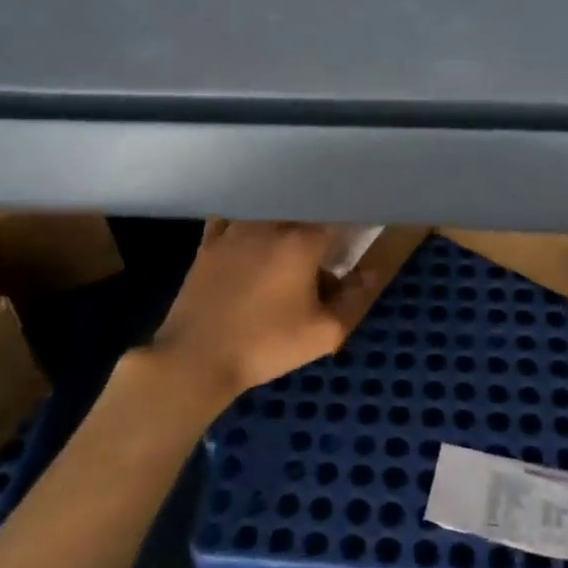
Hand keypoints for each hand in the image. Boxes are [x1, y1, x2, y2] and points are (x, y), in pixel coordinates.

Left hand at [147, 221, 379, 399]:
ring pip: (267, 210)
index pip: (335, 217)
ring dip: (283, 217)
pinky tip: (250, 232)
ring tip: (290, 237)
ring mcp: (234, 230)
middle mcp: (269, 224)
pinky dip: (247, 221)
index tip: (356, 234)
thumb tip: (371, 271)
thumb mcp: (323, 332)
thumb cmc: (266, 345)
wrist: (196, 357)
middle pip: (301, 210)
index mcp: (301, 241)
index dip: (349, 224)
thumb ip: (354, 297)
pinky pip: (233, 219)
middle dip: (317, 220)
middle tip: (325, 243)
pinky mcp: (208, 243)